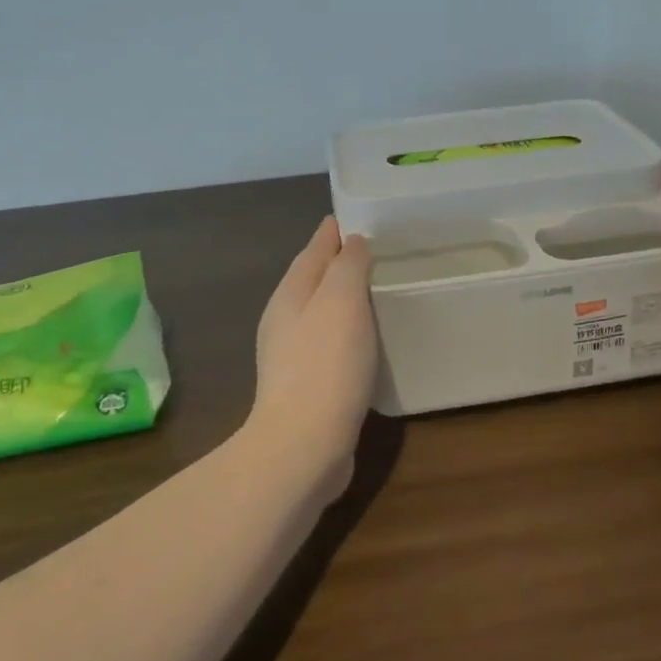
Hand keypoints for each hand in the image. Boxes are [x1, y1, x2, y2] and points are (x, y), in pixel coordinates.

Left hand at [250, 217, 377, 476]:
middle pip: (313, 278)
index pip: (314, 249)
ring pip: (320, 311)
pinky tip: (364, 338)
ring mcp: (291, 354)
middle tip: (375, 251)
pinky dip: (346, 329)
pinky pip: (328, 341)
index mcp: (290, 293)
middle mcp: (285, 318)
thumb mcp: (341, 301)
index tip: (359, 216)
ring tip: (374, 290)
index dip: (334, 231)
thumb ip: (346, 266)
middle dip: (338, 262)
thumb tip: (351, 242)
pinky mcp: (306, 384)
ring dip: (343, 298)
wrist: (304, 444)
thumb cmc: (326, 364)